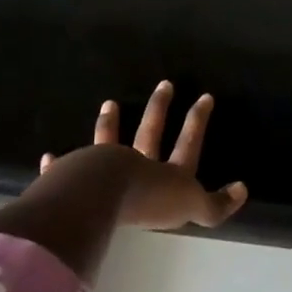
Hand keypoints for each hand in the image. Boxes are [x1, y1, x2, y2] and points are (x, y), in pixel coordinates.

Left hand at [36, 80, 247, 230]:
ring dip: (110, 124)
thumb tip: (242, 190)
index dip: (198, 122)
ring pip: (108, 140)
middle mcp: (137, 163)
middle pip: (150, 131)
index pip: (188, 143)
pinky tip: (49, 157)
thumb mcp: (191, 207)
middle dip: (159, 108)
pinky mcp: (74, 178)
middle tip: (164, 84)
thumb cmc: (149, 201)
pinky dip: (56, 164)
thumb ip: (215, 205)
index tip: (205, 97)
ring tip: (109, 104)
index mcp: (167, 173)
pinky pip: (64, 168)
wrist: (102, 196)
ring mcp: (104, 167)